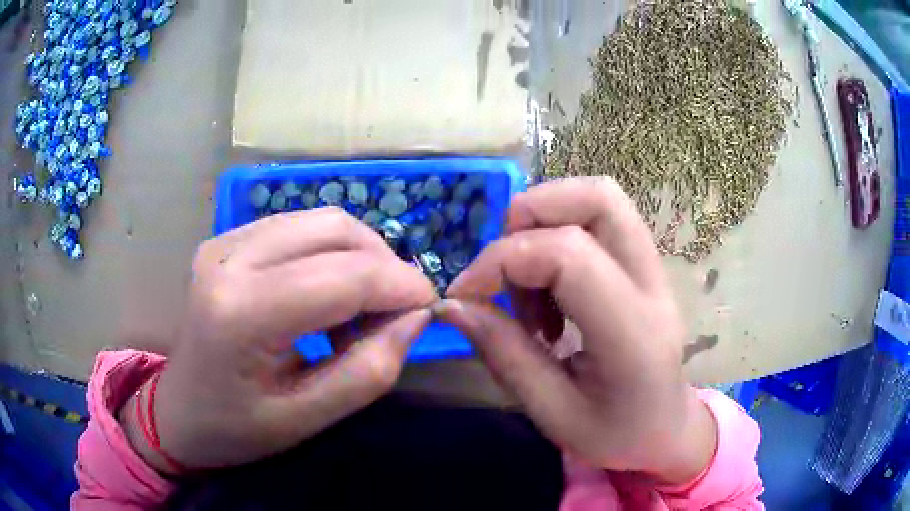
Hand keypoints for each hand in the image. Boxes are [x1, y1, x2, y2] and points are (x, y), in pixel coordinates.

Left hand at [120, 207, 435, 472]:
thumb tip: (414, 318)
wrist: (177, 412)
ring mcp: (223, 241)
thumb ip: (369, 371)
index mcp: (241, 313)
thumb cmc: (235, 429)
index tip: (429, 307)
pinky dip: (329, 251)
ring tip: (362, 304)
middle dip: (383, 264)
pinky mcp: (224, 239)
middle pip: (335, 228)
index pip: (343, 276)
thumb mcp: (307, 419)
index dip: (400, 285)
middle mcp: (229, 259)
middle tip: (397, 309)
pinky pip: (296, 226)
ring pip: (319, 219)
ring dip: (358, 255)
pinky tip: (327, 290)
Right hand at [436, 177, 716, 483]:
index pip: (569, 255)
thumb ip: (504, 355)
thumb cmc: (616, 436)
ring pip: (601, 198)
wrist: (668, 431)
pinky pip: (600, 220)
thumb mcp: (553, 414)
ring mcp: (655, 269)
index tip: (465, 295)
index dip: (503, 260)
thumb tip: (453, 306)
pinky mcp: (646, 265)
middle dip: (529, 215)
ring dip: (545, 221)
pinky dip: (558, 235)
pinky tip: (549, 291)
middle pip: (598, 197)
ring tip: (527, 284)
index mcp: (633, 334)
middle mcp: (652, 285)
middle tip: (503, 269)